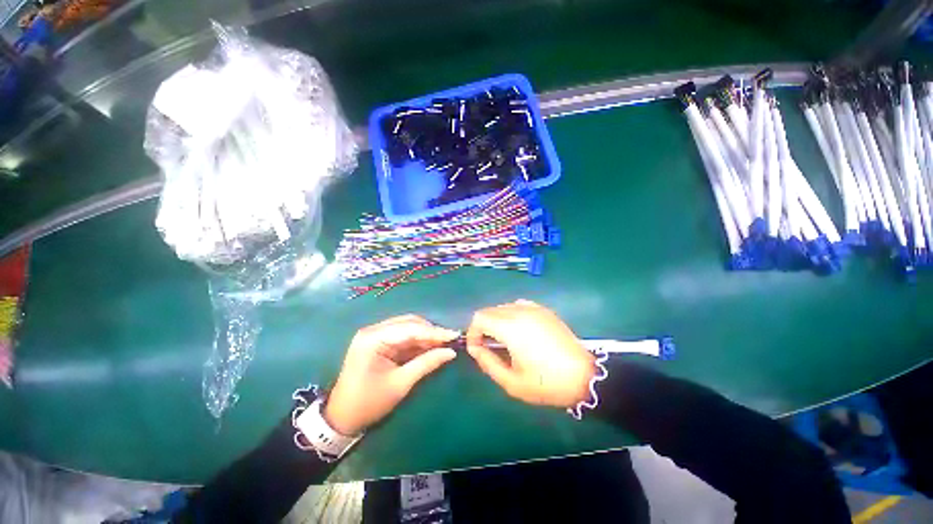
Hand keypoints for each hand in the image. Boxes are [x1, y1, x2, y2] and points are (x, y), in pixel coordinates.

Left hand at [324, 315, 457, 435]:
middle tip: (449, 341)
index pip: (410, 328)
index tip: (454, 335)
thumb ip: (426, 364)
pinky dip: (417, 341)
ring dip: (425, 335)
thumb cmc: (369, 403)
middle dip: (430, 331)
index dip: (434, 332)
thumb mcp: (400, 384)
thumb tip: (451, 352)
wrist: (341, 418)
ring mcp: (375, 335)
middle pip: (409, 323)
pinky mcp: (378, 341)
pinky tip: (430, 346)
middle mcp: (373, 330)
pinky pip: (402, 336)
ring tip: (443, 343)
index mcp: (373, 338)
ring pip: (407, 327)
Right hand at [466, 300, 595, 408]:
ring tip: (504, 340)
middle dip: (483, 327)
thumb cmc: (546, 383)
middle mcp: (520, 311)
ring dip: (496, 320)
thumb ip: (488, 363)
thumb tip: (475, 349)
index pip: (479, 318)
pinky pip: (519, 305)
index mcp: (511, 327)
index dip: (472, 333)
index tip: (477, 349)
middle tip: (488, 347)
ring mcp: (534, 308)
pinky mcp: (544, 310)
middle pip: (489, 310)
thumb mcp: (512, 382)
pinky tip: (519, 330)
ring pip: (503, 306)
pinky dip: (511, 314)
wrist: (584, 377)